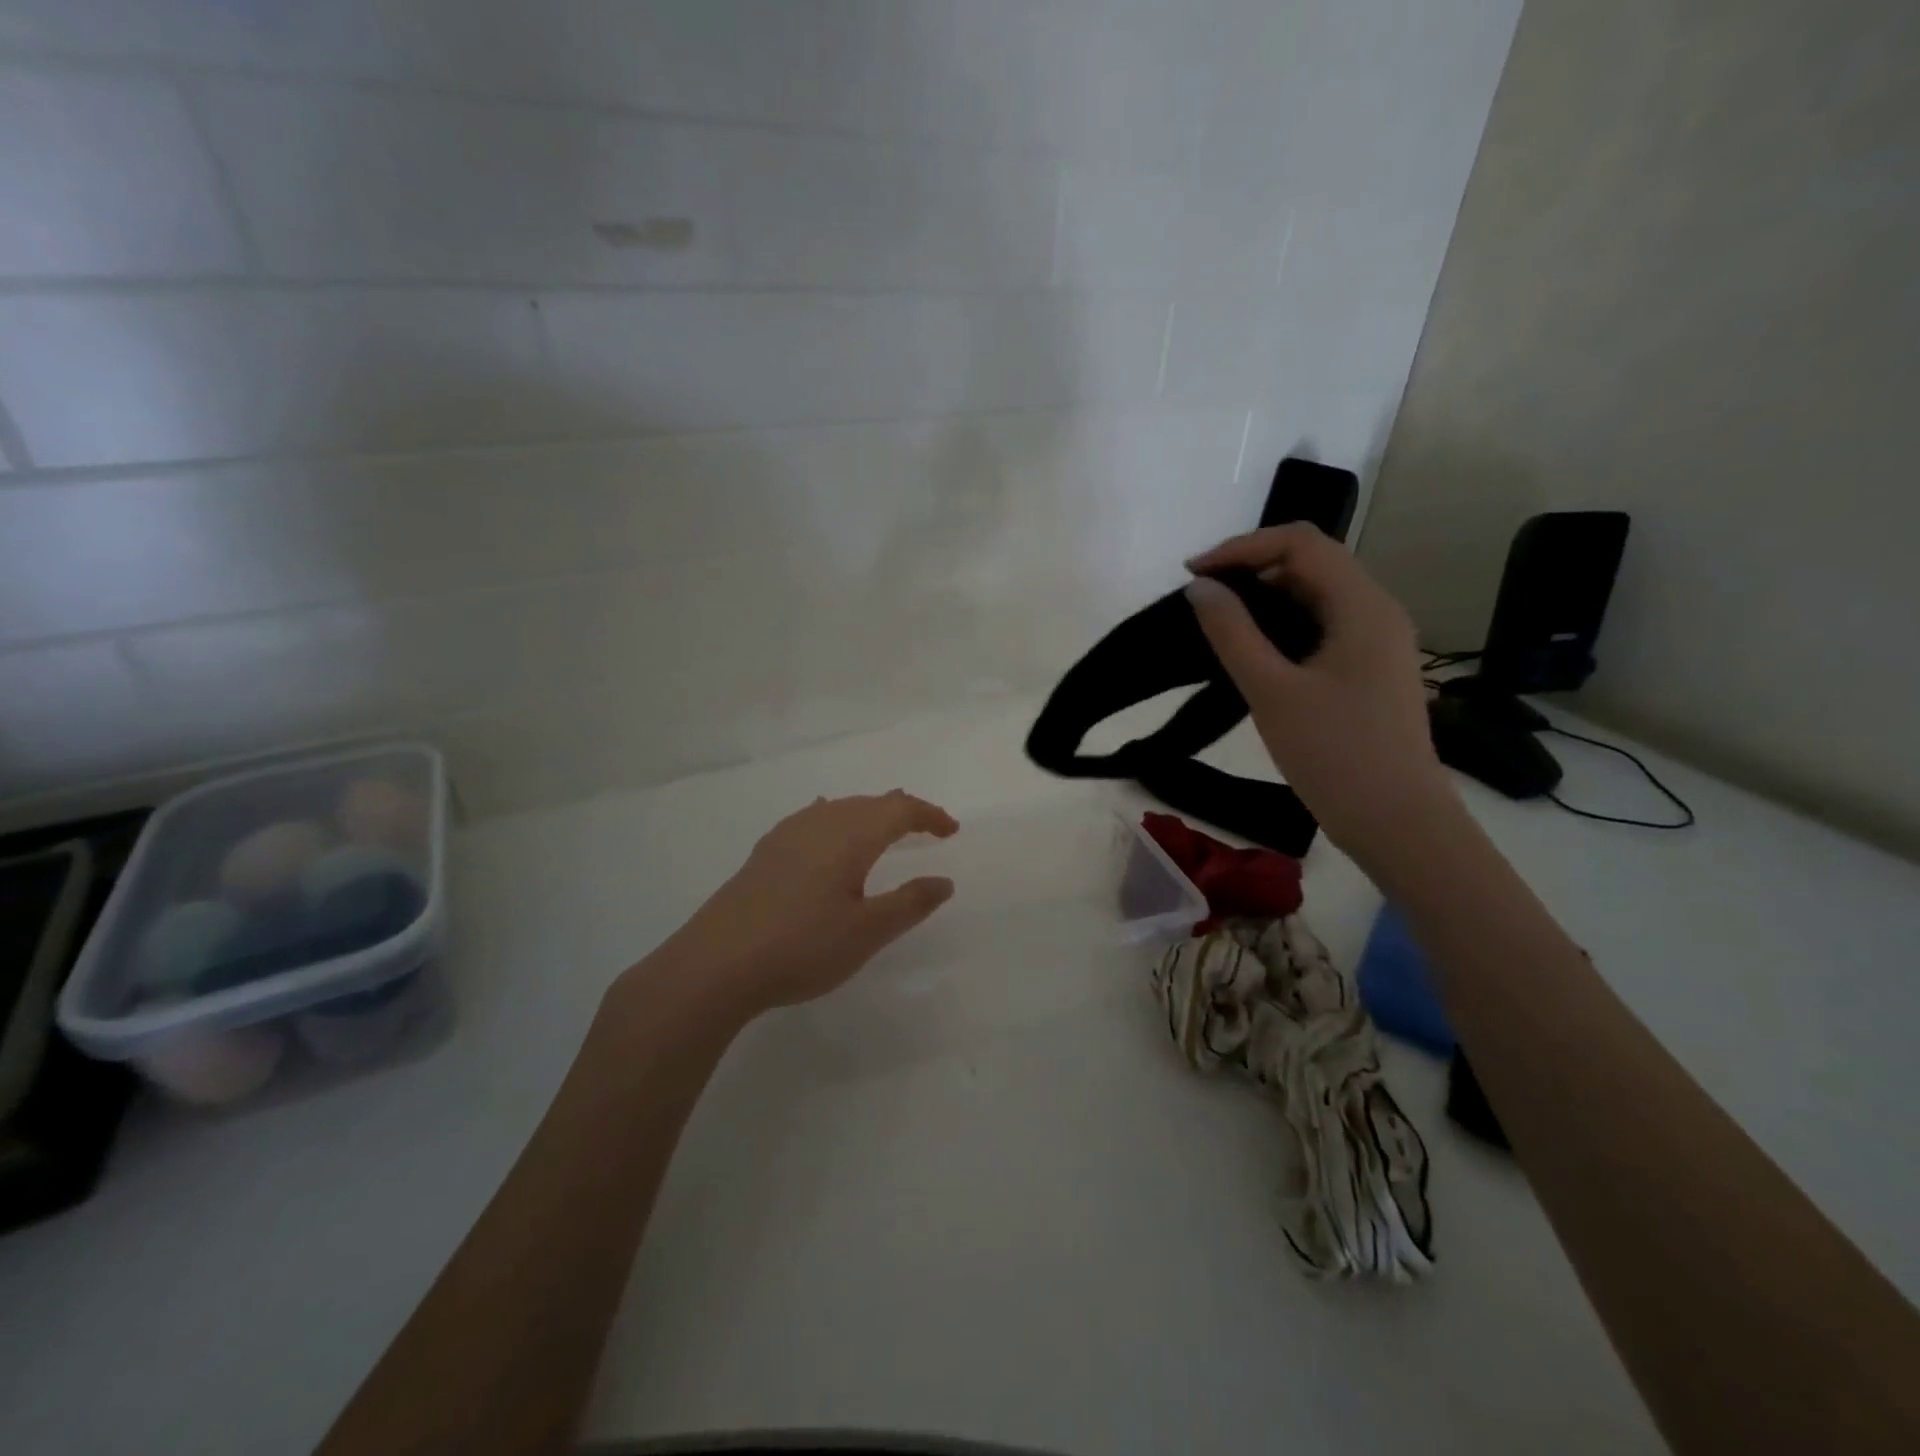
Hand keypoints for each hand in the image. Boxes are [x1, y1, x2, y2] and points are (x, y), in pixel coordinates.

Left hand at [642, 791, 958, 1022]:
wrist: (715, 964)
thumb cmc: (802, 947)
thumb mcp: (867, 932)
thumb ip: (910, 903)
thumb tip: (943, 881)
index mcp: (850, 836)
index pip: (899, 809)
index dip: (929, 815)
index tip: (951, 831)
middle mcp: (820, 823)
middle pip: (869, 802)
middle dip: (902, 811)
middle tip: (925, 829)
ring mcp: (787, 835)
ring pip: (839, 809)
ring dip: (868, 814)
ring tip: (883, 830)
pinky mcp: (764, 853)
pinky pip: (812, 820)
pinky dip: (835, 820)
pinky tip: (826, 833)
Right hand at [1184, 524, 1455, 858]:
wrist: (1397, 822)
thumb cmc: (1335, 754)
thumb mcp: (1272, 691)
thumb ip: (1232, 633)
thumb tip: (1200, 588)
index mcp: (1362, 605)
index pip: (1300, 542)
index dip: (1241, 547)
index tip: (1192, 574)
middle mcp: (1376, 611)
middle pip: (1311, 563)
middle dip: (1251, 568)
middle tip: (1200, 599)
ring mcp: (1376, 641)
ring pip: (1315, 596)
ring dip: (1265, 598)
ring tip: (1218, 622)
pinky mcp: (1368, 669)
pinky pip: (1321, 627)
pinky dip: (1282, 626)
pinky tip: (1252, 651)